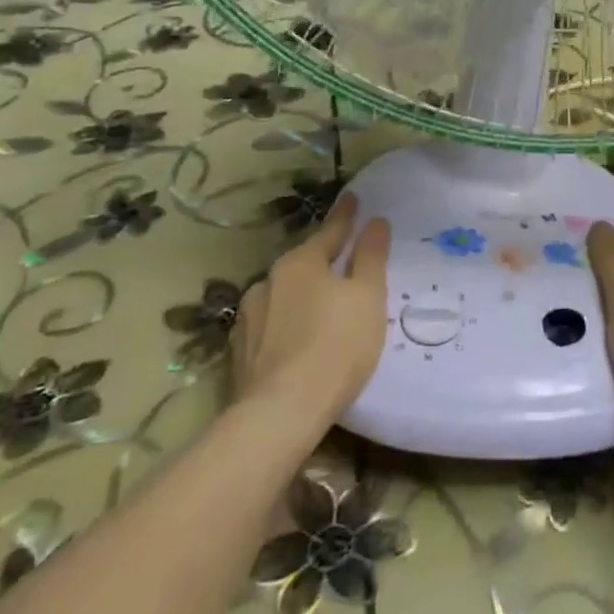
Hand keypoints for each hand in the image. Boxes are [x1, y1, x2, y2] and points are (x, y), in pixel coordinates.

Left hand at [233, 194, 390, 426]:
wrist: (279, 415)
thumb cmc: (335, 347)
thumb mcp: (368, 298)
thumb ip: (371, 257)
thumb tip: (375, 222)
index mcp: (301, 262)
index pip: (330, 230)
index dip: (346, 216)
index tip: (353, 198)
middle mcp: (268, 280)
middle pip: (303, 262)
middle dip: (322, 259)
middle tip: (342, 260)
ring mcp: (249, 317)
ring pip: (283, 294)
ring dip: (301, 294)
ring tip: (319, 306)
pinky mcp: (239, 353)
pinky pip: (270, 325)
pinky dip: (285, 324)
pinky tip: (294, 340)